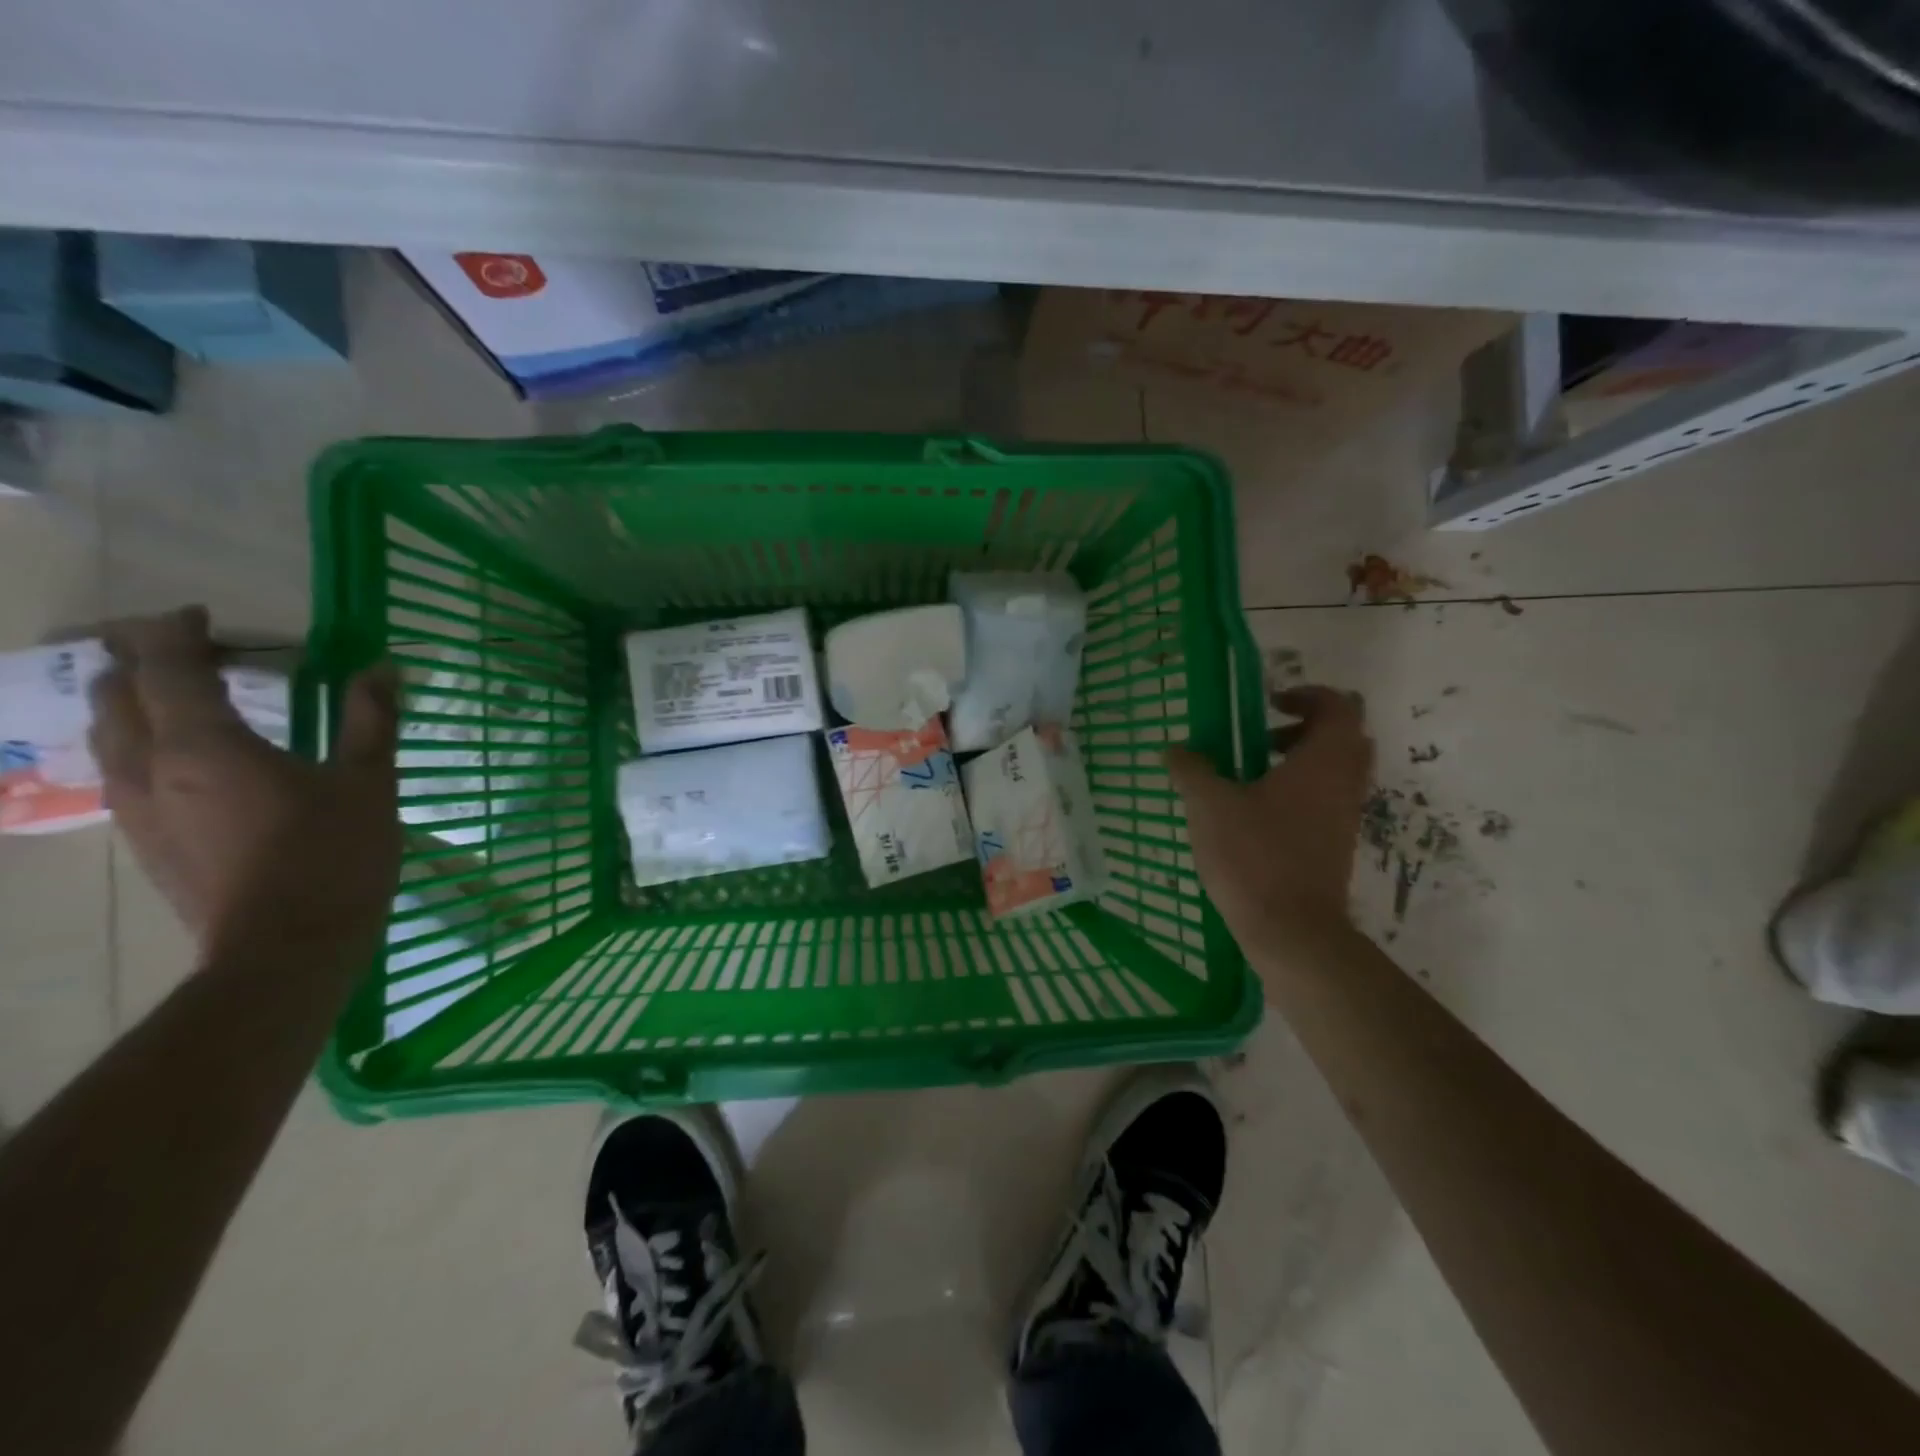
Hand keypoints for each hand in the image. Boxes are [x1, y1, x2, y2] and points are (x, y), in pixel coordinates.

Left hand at [89, 607, 401, 960]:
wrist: (287, 949)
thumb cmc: (334, 856)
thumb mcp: (369, 782)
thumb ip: (372, 719)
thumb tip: (384, 667)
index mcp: (202, 744)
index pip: (165, 664)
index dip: (177, 630)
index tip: (204, 615)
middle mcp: (149, 767)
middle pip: (116, 694)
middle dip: (142, 660)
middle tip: (195, 650)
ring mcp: (137, 808)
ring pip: (109, 735)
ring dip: (135, 703)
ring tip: (185, 697)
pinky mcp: (145, 841)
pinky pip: (123, 772)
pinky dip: (144, 743)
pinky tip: (188, 759)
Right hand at [1167, 686, 1373, 962]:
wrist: (1292, 930)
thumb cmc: (1254, 856)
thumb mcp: (1209, 805)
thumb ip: (1191, 770)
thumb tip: (1174, 749)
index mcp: (1323, 761)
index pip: (1338, 706)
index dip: (1307, 695)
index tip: (1269, 704)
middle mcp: (1344, 784)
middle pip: (1344, 737)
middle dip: (1305, 728)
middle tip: (1264, 738)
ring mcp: (1344, 818)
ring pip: (1336, 772)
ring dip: (1301, 763)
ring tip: (1252, 776)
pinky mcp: (1336, 846)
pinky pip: (1326, 802)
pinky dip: (1300, 794)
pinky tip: (1255, 815)